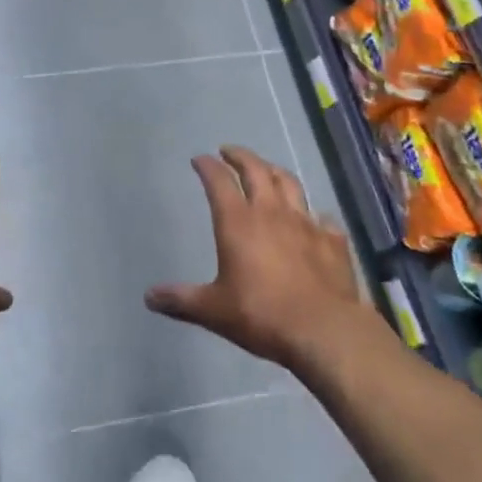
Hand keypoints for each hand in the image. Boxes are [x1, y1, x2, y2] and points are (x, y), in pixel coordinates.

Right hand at [146, 145, 378, 372]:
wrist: (324, 330)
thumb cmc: (261, 315)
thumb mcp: (213, 310)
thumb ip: (181, 300)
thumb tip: (149, 297)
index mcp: (237, 221)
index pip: (218, 181)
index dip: (207, 166)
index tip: (199, 159)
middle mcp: (270, 212)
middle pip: (256, 169)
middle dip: (240, 156)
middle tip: (229, 151)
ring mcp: (305, 222)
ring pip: (289, 183)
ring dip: (275, 172)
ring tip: (267, 170)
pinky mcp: (332, 240)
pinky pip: (322, 217)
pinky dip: (314, 214)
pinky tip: (314, 218)